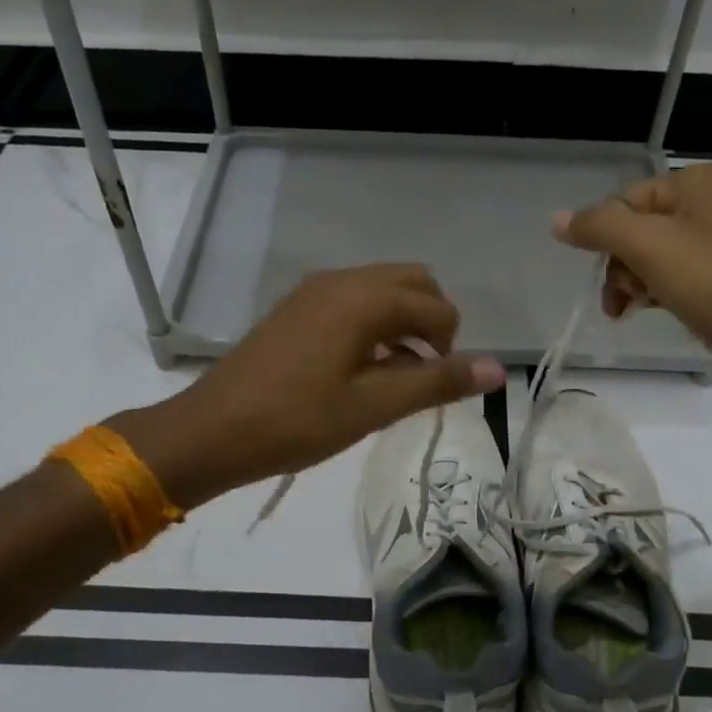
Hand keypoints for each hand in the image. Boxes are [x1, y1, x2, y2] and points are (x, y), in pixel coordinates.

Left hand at [110, 265, 505, 509]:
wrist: (213, 431)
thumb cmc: (298, 421)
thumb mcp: (375, 406)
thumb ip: (438, 383)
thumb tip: (498, 370)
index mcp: (365, 298)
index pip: (436, 307)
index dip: (451, 346)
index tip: (434, 386)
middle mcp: (342, 280)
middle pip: (412, 282)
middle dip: (431, 322)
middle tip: (421, 373)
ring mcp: (314, 291)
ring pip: (381, 290)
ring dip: (402, 323)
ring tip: (393, 376)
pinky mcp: (296, 308)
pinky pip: (352, 301)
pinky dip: (372, 324)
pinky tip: (359, 368)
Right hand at [553, 163, 711, 411]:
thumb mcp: (651, 247)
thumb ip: (600, 228)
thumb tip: (556, 219)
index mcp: (699, 184)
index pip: (625, 201)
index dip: (609, 240)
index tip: (612, 278)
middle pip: (639, 232)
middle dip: (624, 268)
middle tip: (630, 300)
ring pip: (657, 262)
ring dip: (640, 288)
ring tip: (645, 313)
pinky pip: (683, 284)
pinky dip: (667, 300)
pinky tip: (671, 319)